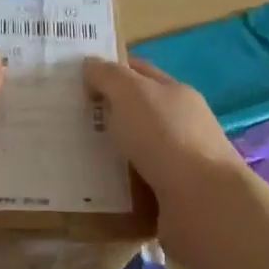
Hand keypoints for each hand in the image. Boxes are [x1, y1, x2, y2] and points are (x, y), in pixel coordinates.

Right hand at [82, 56, 242, 199]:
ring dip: (109, 155)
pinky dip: (117, 188)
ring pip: (135, 152)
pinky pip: (136, 188)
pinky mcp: (172, 199)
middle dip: (105, 116)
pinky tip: (93, 192)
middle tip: (65, 121)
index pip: (139, 72)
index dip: (110, 71)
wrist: (203, 203)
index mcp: (175, 94)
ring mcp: (179, 164)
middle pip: (136, 114)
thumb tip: (91, 65)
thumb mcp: (131, 93)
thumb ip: (109, 76)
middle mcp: (181, 125)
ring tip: (71, 159)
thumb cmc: (165, 137)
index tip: (76, 79)